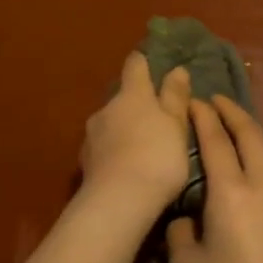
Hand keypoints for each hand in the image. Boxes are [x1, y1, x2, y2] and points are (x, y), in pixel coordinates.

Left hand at [79, 53, 192, 215]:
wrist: (118, 200)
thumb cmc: (157, 157)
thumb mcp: (176, 126)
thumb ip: (175, 97)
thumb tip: (177, 70)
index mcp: (133, 95)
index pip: (135, 66)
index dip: (142, 62)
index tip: (149, 63)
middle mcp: (107, 108)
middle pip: (122, 98)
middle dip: (136, 104)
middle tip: (155, 120)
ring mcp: (92, 134)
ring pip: (110, 123)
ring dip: (123, 129)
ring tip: (141, 148)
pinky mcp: (85, 160)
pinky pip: (103, 147)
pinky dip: (114, 151)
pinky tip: (125, 167)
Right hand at [167, 96, 262, 262]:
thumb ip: (180, 233)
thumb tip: (187, 219)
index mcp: (231, 192)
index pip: (216, 142)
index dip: (203, 118)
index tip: (193, 101)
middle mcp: (262, 186)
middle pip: (251, 136)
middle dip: (233, 113)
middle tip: (216, 100)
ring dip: (256, 131)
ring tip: (241, 127)